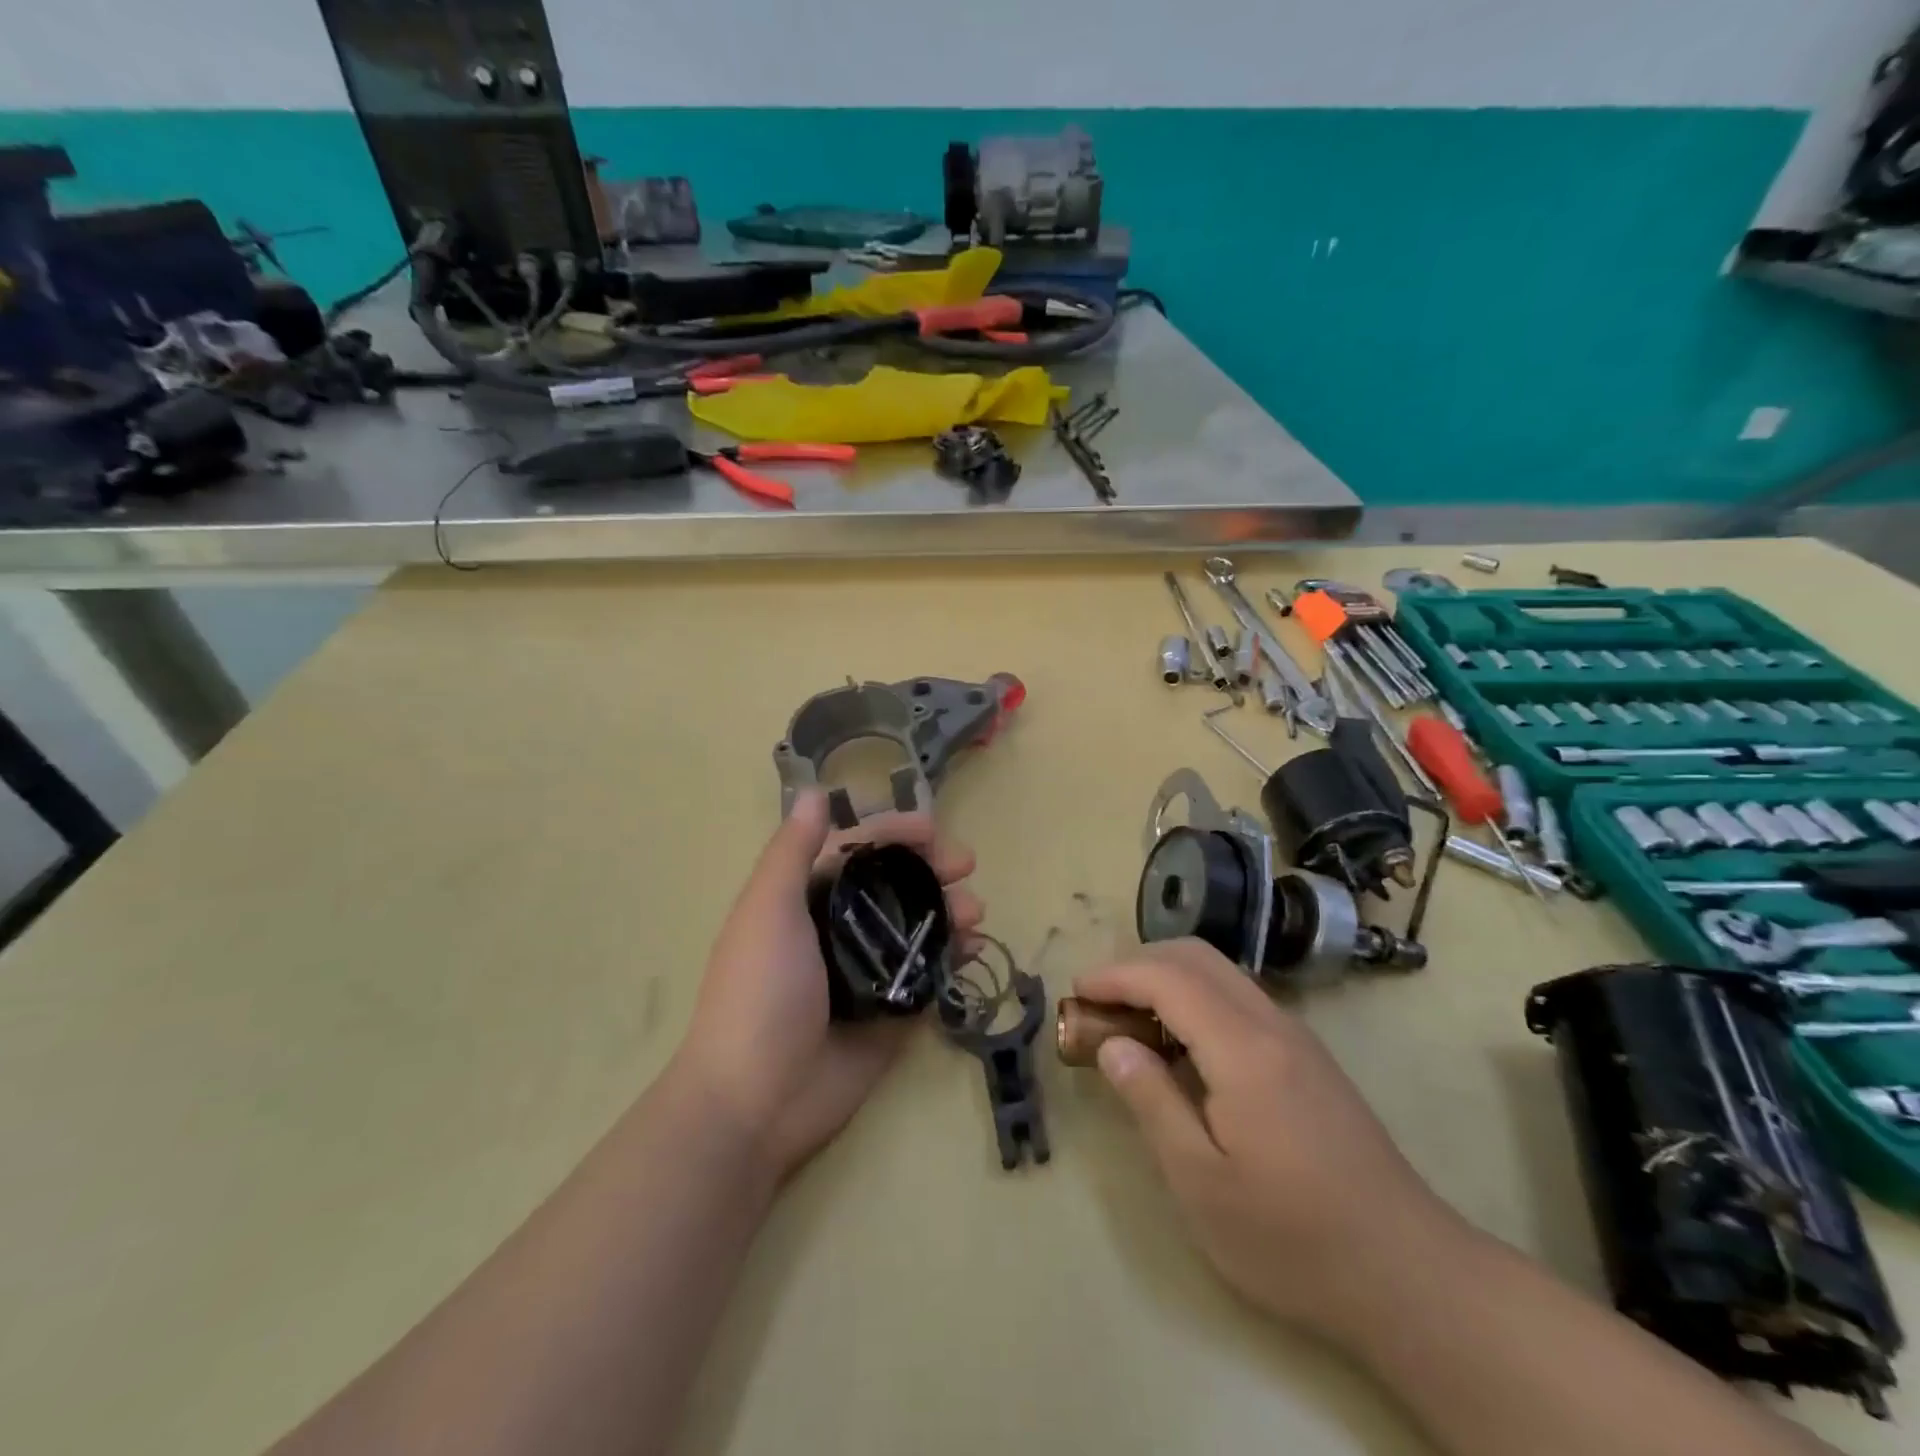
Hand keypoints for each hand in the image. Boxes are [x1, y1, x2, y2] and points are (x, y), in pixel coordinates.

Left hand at [674, 790, 981, 1182]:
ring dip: (948, 910)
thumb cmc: (759, 993)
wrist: (756, 1102)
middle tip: (966, 867)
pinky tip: (973, 948)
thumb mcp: (768, 912)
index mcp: (803, 899)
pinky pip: (928, 973)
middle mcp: (837, 928)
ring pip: (917, 925)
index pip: (854, 849)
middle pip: (893, 883)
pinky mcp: (891, 1011)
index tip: (932, 829)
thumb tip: (813, 792)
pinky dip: (953, 956)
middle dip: (931, 869)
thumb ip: (792, 852)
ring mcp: (866, 971)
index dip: (892, 832)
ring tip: (974, 912)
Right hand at [1076, 939, 1466, 1337]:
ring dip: (1167, 977)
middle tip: (1099, 1002)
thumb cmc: (1292, 1238)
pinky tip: (1180, 1045)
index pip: (1167, 977)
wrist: (1409, 1274)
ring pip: (1220, 972)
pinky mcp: (1307, 1057)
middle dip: (1138, 964)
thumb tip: (1112, 1044)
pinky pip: (1238, 998)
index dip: (1115, 975)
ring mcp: (1296, 1037)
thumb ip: (1151, 1101)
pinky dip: (1195, 997)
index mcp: (1243, 1049)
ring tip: (1130, 1020)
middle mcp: (1272, 1024)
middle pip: (1196, 956)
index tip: (1076, 992)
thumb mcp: (1201, 1184)